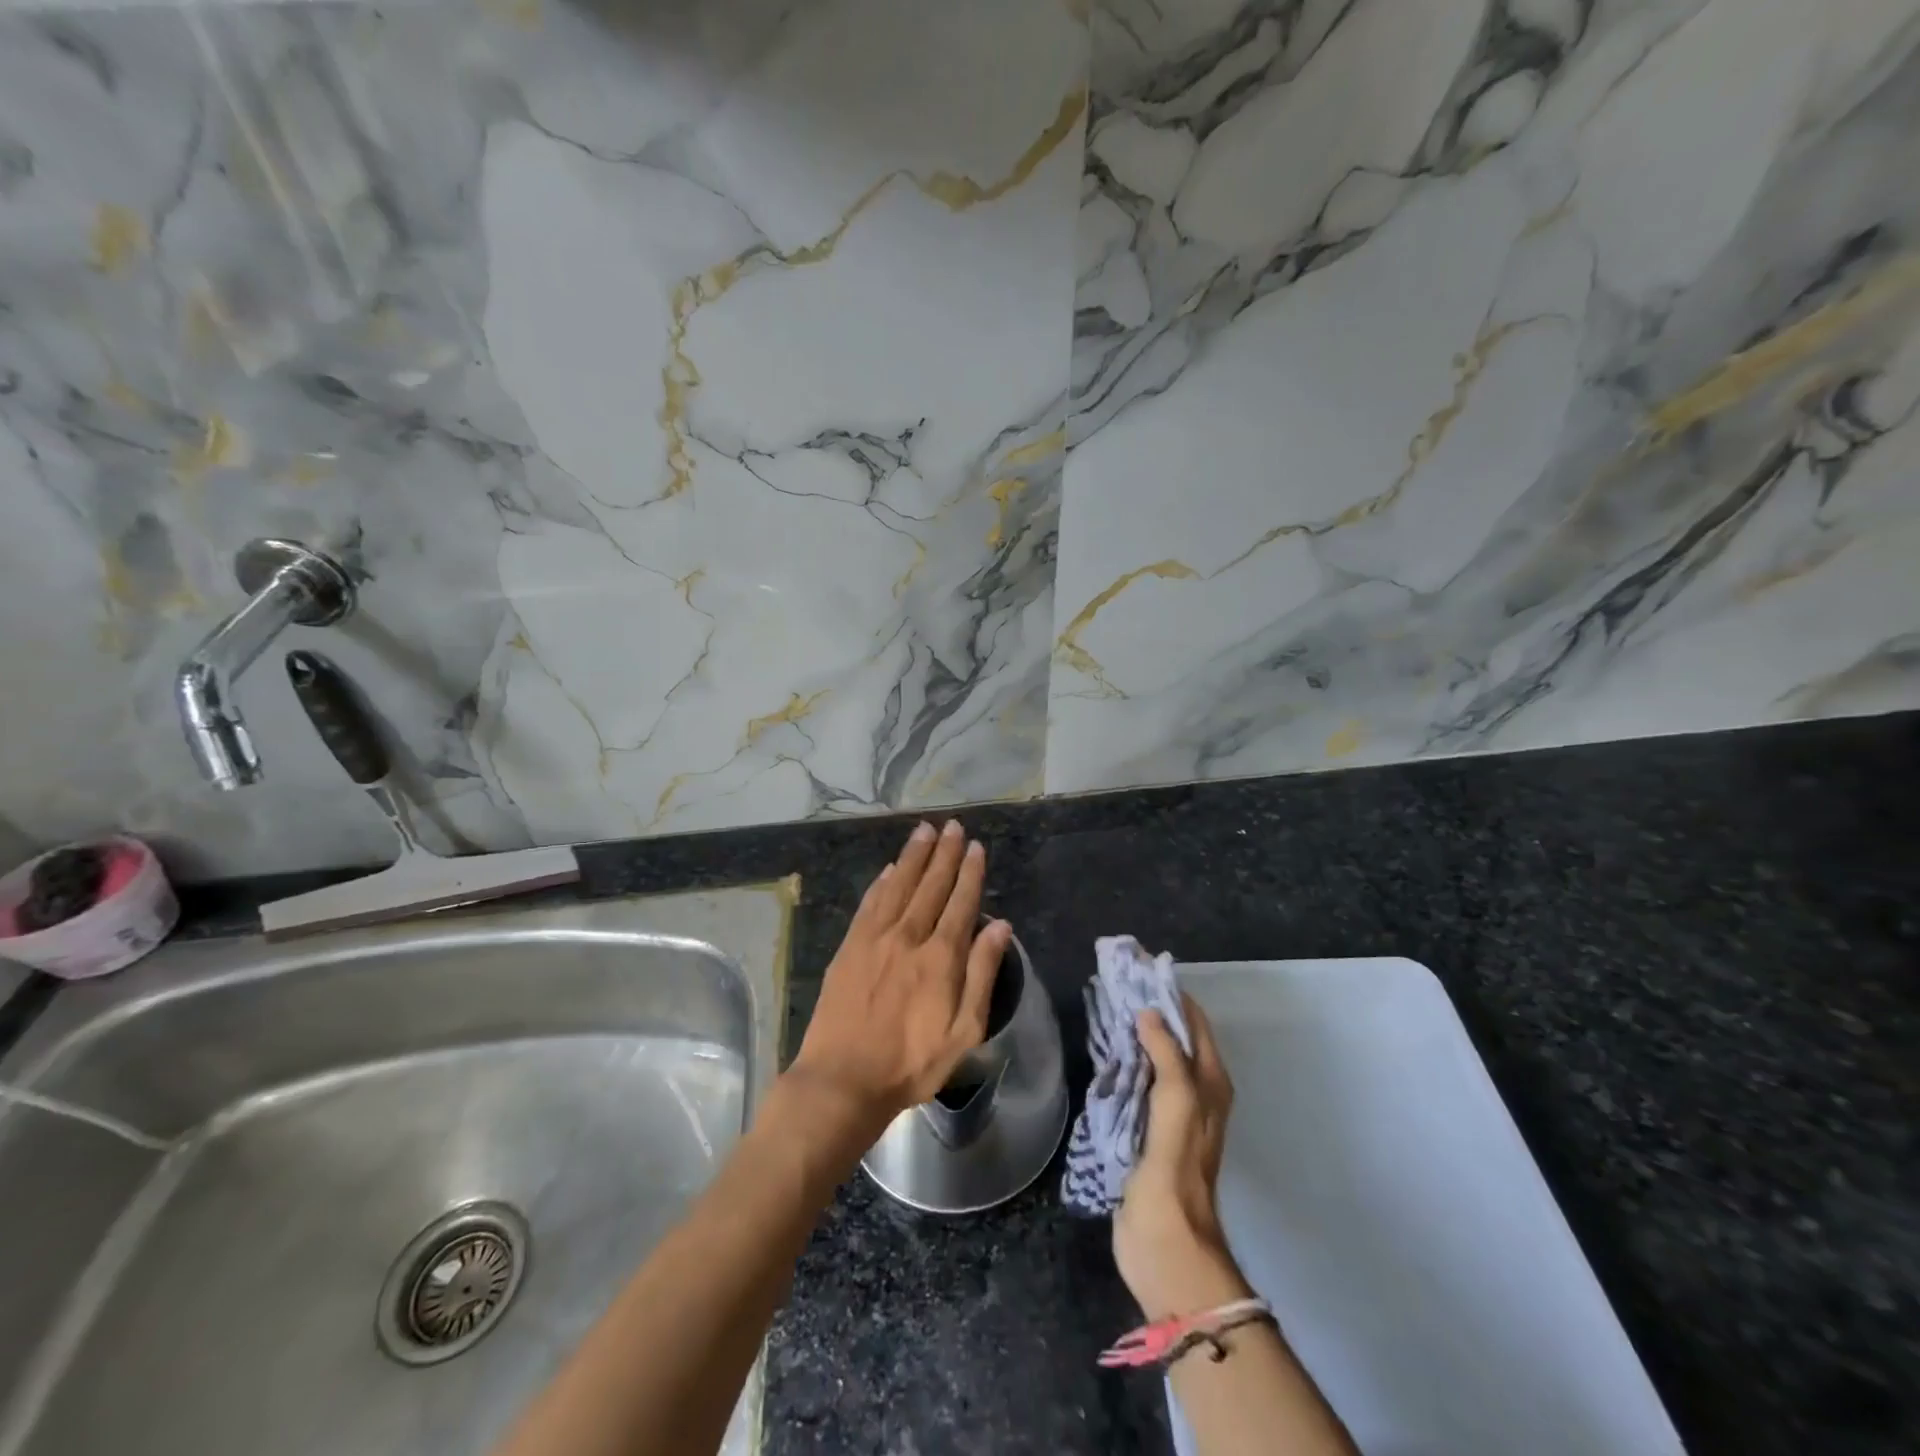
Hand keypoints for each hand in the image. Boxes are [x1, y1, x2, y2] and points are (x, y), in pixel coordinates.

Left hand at [787, 819, 1010, 1134]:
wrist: (843, 1079)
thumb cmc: (911, 1063)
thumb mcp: (964, 1031)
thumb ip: (982, 974)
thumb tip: (1001, 926)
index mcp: (941, 957)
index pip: (961, 902)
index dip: (969, 872)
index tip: (975, 846)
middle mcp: (908, 936)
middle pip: (931, 885)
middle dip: (944, 853)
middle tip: (952, 826)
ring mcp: (875, 939)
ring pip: (899, 885)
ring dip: (913, 856)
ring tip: (924, 830)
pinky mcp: (849, 947)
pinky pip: (870, 904)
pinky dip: (882, 882)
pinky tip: (890, 868)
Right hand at [1113, 995, 1252, 1320]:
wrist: (1165, 1241)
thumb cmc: (1175, 1168)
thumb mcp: (1177, 1104)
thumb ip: (1167, 1055)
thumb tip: (1148, 1012)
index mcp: (1210, 1082)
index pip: (1193, 1021)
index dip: (1169, 992)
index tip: (1138, 966)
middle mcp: (1194, 1091)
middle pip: (1173, 1036)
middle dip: (1148, 1007)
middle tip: (1113, 981)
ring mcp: (1169, 1111)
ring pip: (1152, 1057)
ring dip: (1133, 1032)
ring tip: (1103, 1005)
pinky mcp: (1146, 1129)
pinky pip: (1136, 1081)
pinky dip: (1122, 1060)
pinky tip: (1100, 1050)